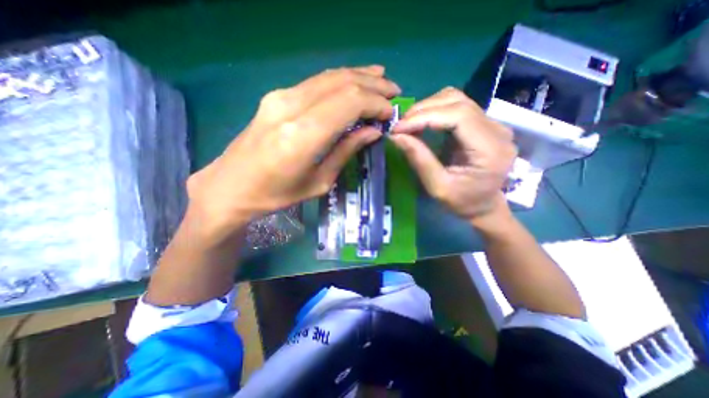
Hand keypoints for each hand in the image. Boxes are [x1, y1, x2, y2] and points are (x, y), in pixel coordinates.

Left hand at [187, 65, 398, 239]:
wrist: (230, 186)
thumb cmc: (276, 194)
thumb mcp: (318, 181)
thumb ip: (346, 151)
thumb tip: (372, 131)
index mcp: (302, 135)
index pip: (349, 103)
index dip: (375, 103)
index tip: (389, 113)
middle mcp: (291, 107)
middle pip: (342, 83)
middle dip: (372, 85)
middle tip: (393, 92)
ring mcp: (280, 97)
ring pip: (329, 76)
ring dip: (358, 77)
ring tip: (380, 80)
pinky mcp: (276, 96)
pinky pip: (316, 82)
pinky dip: (339, 80)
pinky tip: (354, 80)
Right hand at [390, 87, 519, 222]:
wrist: (484, 205)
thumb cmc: (463, 202)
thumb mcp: (437, 187)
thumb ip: (419, 159)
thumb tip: (396, 136)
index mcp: (490, 149)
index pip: (458, 116)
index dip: (425, 117)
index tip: (399, 128)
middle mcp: (497, 129)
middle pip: (457, 102)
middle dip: (422, 110)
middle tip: (400, 126)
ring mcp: (493, 123)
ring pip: (457, 98)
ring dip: (428, 107)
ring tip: (409, 124)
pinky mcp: (483, 123)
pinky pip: (457, 106)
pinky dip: (435, 110)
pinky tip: (422, 122)